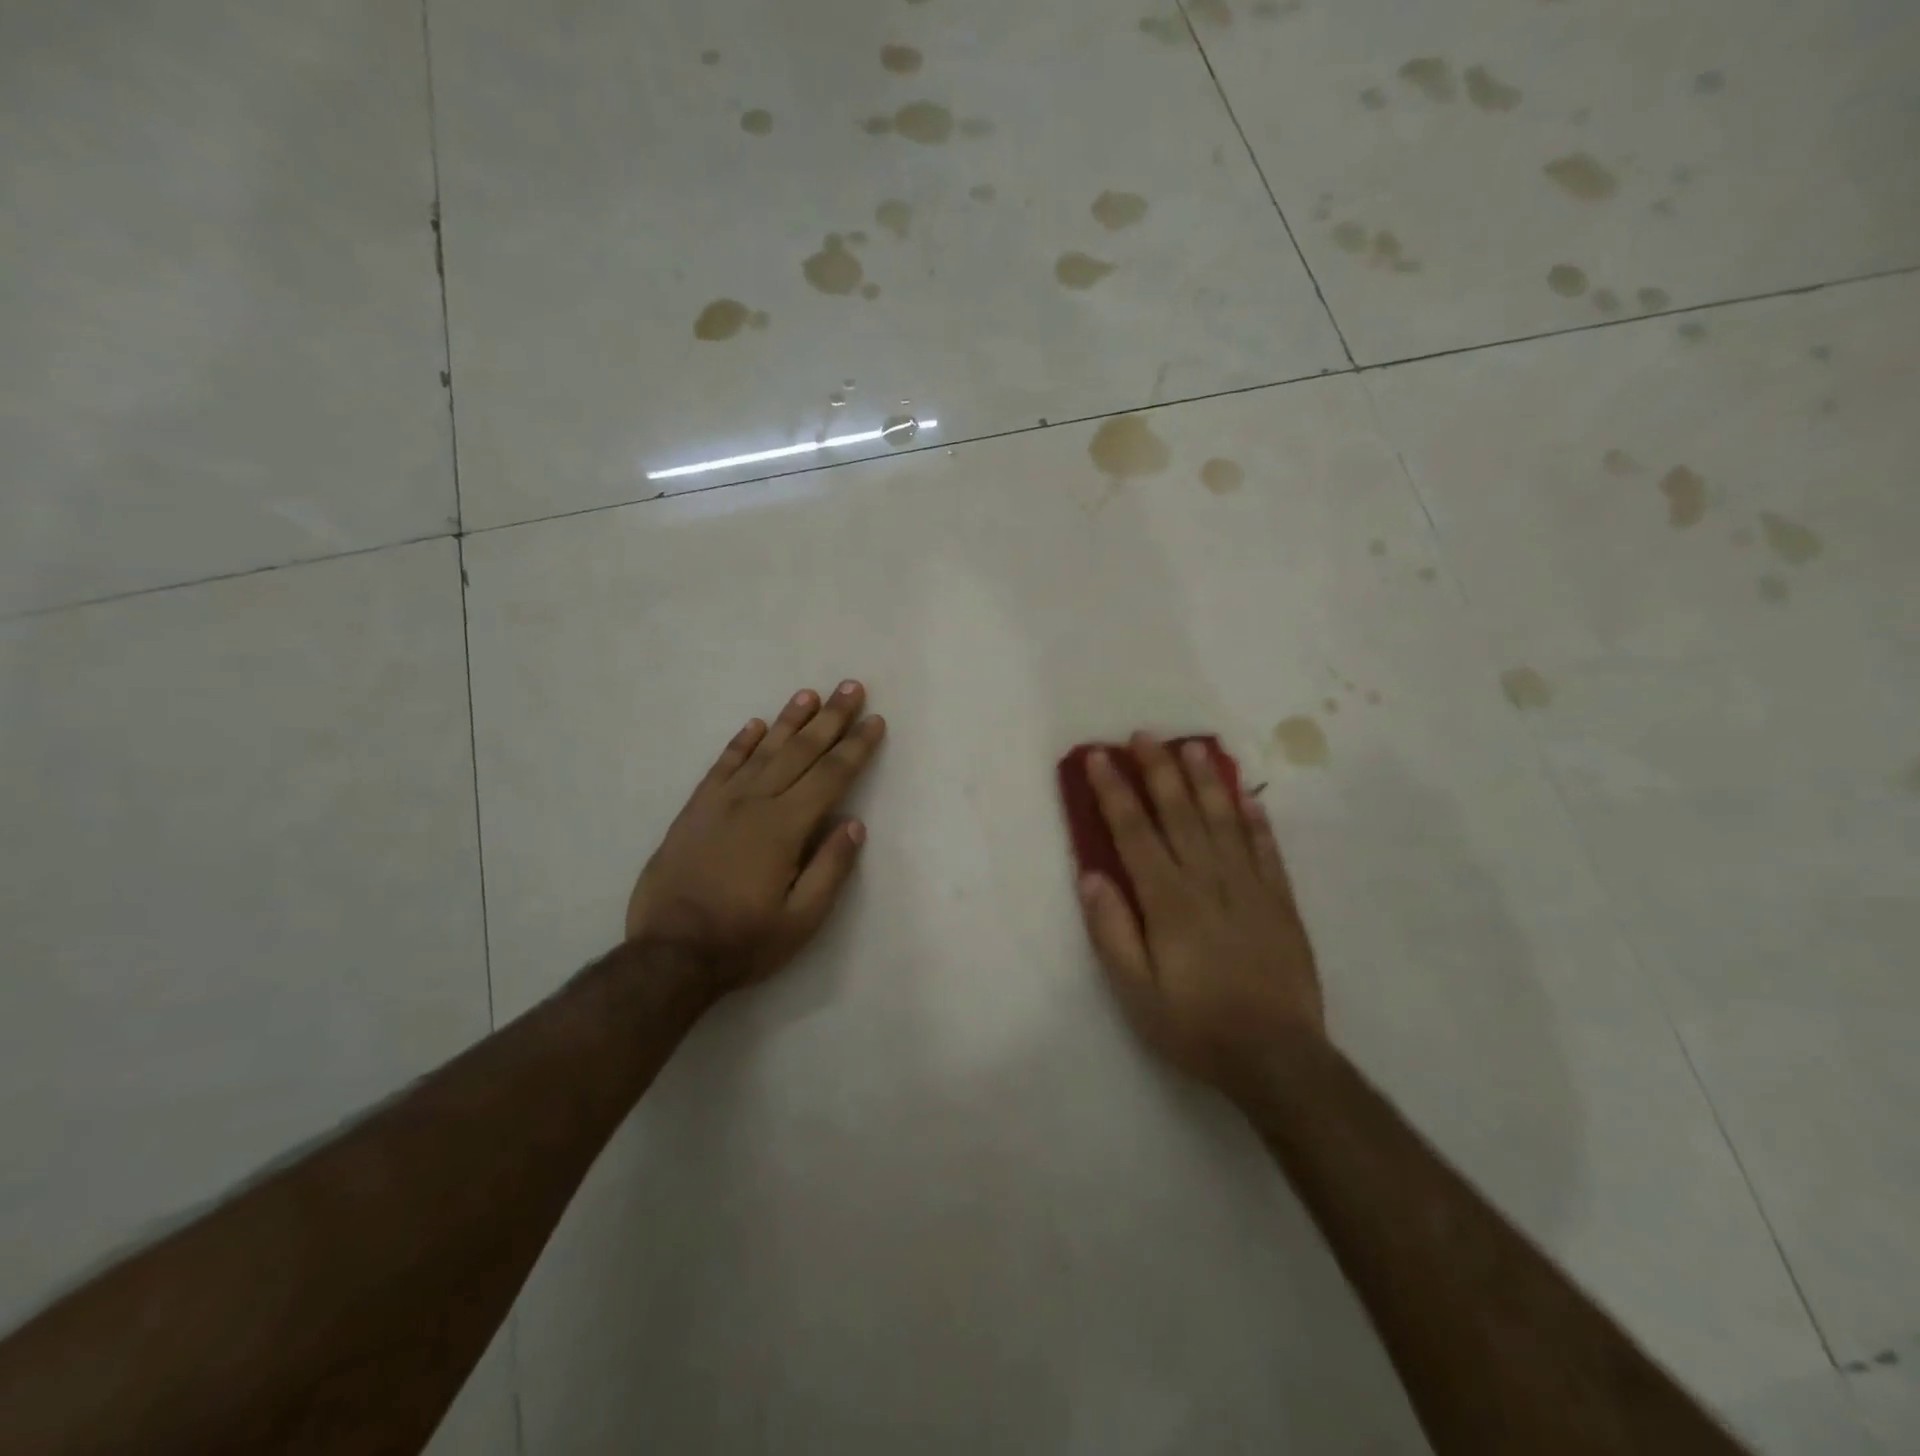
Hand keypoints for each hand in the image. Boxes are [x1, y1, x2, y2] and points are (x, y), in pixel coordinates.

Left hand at [625, 682, 885, 993]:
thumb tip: (854, 824)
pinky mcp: (695, 810)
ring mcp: (720, 803)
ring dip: (790, 720)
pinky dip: (740, 742)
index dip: (856, 747)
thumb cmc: (744, 941)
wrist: (669, 954)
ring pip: (763, 750)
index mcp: (785, 827)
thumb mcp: (802, 919)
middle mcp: (755, 803)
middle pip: (801, 752)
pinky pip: (722, 766)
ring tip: (810, 694)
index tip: (875, 721)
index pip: (831, 776)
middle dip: (831, 718)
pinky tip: (756, 725)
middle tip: (851, 687)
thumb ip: (831, 868)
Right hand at [1078, 734, 1324, 1090]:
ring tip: (1192, 747)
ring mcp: (1250, 888)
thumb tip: (1091, 875)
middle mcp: (1208, 882)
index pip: (1134, 833)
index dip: (1115, 792)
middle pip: (1179, 814)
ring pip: (1224, 821)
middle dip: (1158, 771)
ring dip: (1205, 781)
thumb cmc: (1195, 1026)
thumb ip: (1112, 931)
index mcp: (1168, 902)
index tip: (1099, 757)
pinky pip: (1267, 849)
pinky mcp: (1281, 902)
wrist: (1277, 1058)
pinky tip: (1247, 794)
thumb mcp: (1136, 992)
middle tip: (1143, 735)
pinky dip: (1256, 818)